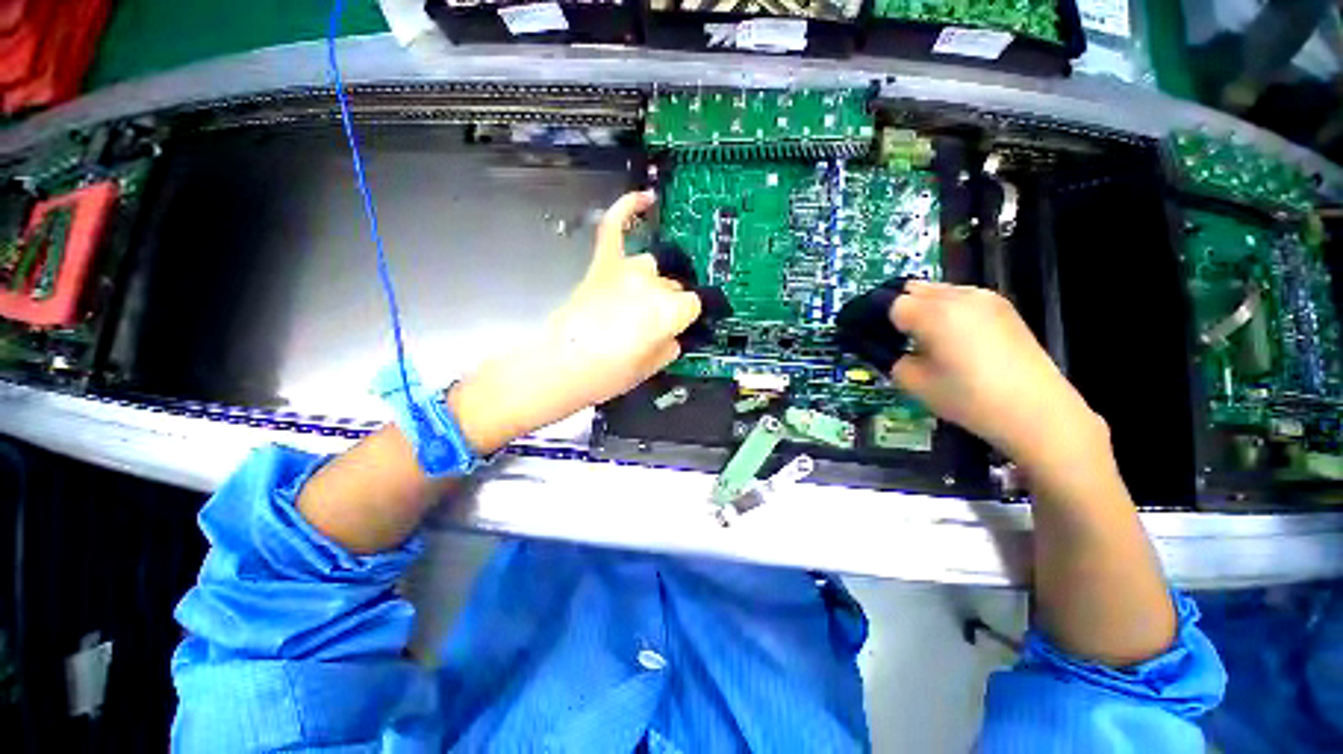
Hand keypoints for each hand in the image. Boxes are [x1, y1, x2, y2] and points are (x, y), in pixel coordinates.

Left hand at [449, 191, 700, 452]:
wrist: (560, 366)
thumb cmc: (608, 374)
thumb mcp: (652, 367)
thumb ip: (672, 344)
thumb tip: (673, 333)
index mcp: (669, 310)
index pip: (693, 303)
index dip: (686, 318)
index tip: (678, 327)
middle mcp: (652, 283)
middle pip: (673, 285)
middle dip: (668, 304)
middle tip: (650, 326)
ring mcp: (625, 269)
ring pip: (652, 266)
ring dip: (650, 282)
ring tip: (634, 303)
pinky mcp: (601, 264)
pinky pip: (615, 226)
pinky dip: (628, 208)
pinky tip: (644, 198)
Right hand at [889, 281, 1107, 472]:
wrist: (1037, 411)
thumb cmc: (969, 399)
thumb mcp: (913, 383)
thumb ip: (889, 358)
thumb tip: (880, 346)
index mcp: (932, 313)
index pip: (887, 303)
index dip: (871, 318)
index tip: (863, 334)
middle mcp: (958, 295)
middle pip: (910, 288)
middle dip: (892, 307)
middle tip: (886, 335)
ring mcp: (984, 297)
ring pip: (935, 290)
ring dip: (918, 306)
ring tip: (918, 336)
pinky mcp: (1002, 306)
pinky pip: (959, 297)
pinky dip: (943, 309)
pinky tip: (948, 336)